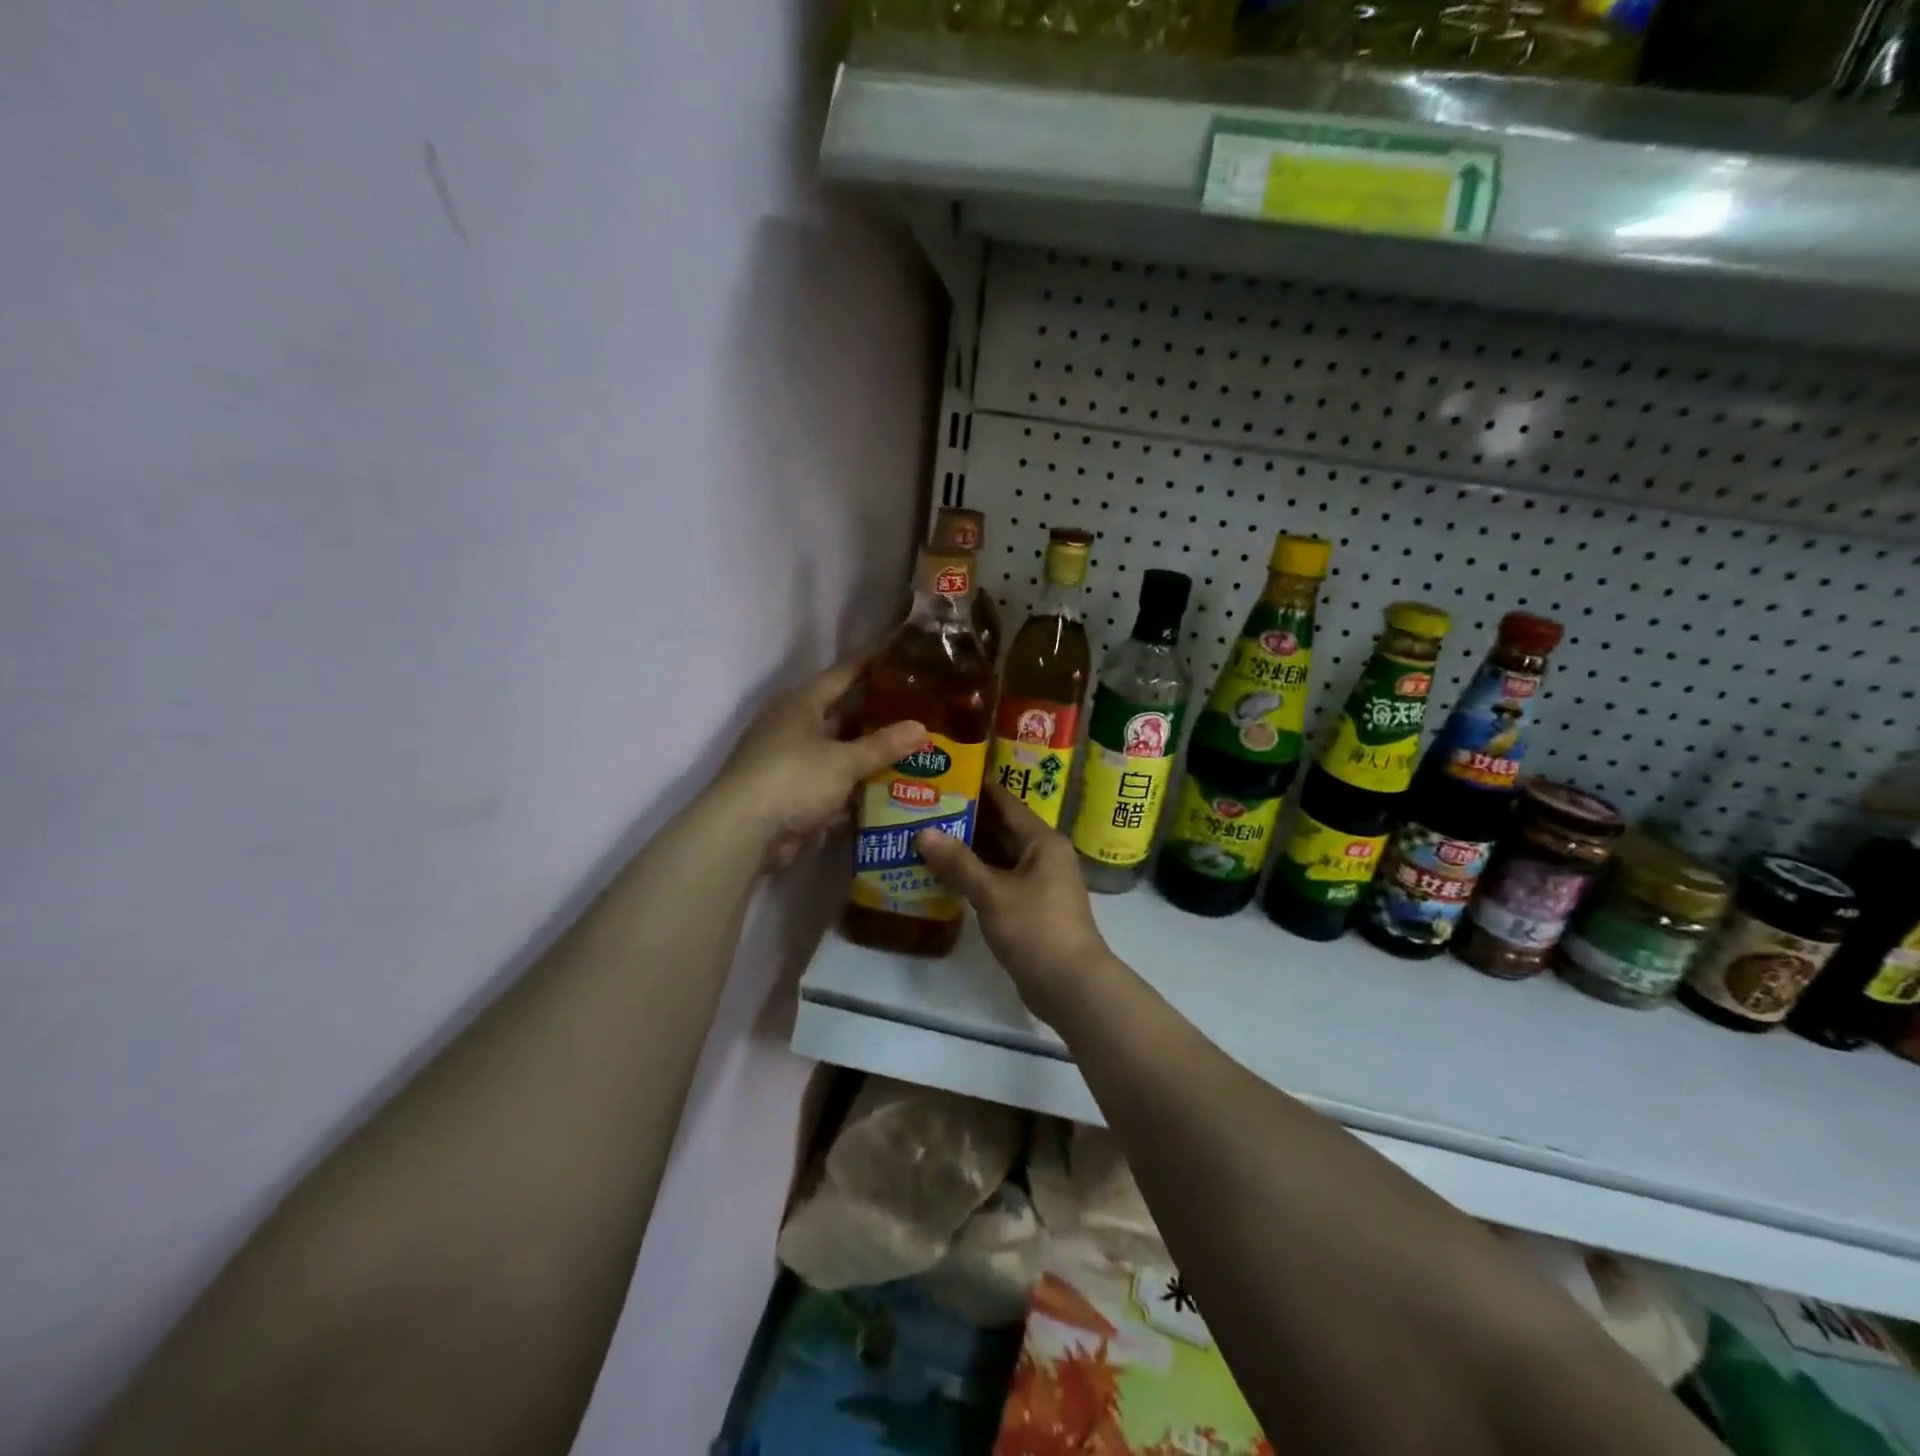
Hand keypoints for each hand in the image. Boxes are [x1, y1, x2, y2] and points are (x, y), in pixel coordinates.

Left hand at [709, 658, 925, 872]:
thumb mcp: (843, 761)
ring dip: (870, 754)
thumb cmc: (792, 779)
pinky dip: (856, 785)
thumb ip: (883, 745)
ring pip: (839, 751)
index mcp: (802, 704)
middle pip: (843, 714)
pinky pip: (833, 782)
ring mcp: (791, 761)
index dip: (871, 663)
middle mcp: (794, 726)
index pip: (843, 674)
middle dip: (878, 715)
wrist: (743, 834)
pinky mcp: (793, 793)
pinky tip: (889, 788)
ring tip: (914, 750)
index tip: (901, 654)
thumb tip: (922, 728)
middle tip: (920, 710)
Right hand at [916, 784, 1116, 1024]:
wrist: (1070, 985)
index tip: (944, 776)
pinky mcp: (1030, 907)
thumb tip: (923, 832)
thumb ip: (958, 862)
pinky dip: (974, 876)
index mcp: (1042, 841)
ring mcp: (1038, 883)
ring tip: (925, 837)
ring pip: (997, 857)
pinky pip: (998, 880)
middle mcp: (1043, 855)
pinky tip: (943, 875)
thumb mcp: (993, 893)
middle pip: (1000, 829)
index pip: (1005, 803)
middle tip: (924, 807)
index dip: (976, 788)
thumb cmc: (1035, 929)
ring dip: (967, 851)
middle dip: (965, 820)